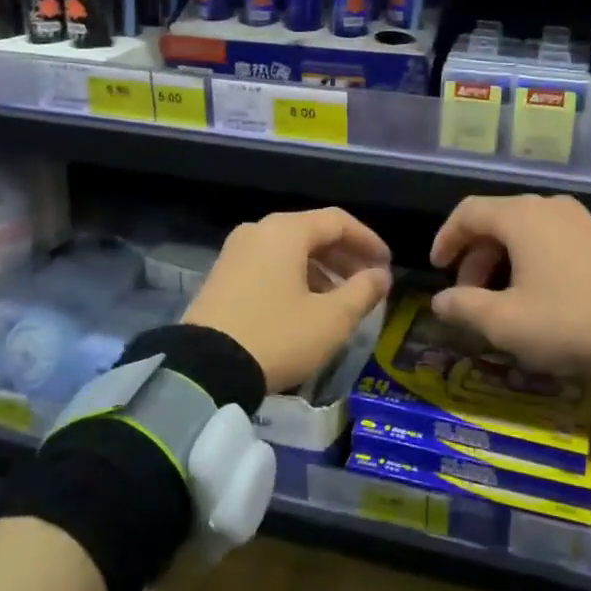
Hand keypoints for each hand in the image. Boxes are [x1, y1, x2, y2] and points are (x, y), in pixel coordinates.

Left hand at [183, 208, 392, 392]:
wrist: (204, 368)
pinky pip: (269, 265)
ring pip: (290, 250)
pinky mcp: (222, 275)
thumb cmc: (277, 336)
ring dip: (321, 269)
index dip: (368, 241)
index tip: (387, 265)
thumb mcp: (331, 319)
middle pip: (312, 233)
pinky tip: (307, 306)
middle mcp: (259, 231)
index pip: (338, 221)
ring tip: (341, 299)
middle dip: (345, 256)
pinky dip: (295, 277)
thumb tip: (381, 276)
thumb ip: (362, 292)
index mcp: (286, 231)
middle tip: (369, 282)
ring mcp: (235, 252)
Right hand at [429, 194, 590, 374]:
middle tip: (468, 293)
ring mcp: (580, 219)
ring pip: (526, 230)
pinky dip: (531, 258)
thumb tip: (439, 300)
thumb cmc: (567, 318)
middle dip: (475, 256)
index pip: (468, 211)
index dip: (446, 238)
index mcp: (521, 216)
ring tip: (501, 298)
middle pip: (497, 220)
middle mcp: (549, 207)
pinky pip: (552, 238)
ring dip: (503, 259)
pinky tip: (537, 292)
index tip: (437, 267)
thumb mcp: (507, 321)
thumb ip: (465, 307)